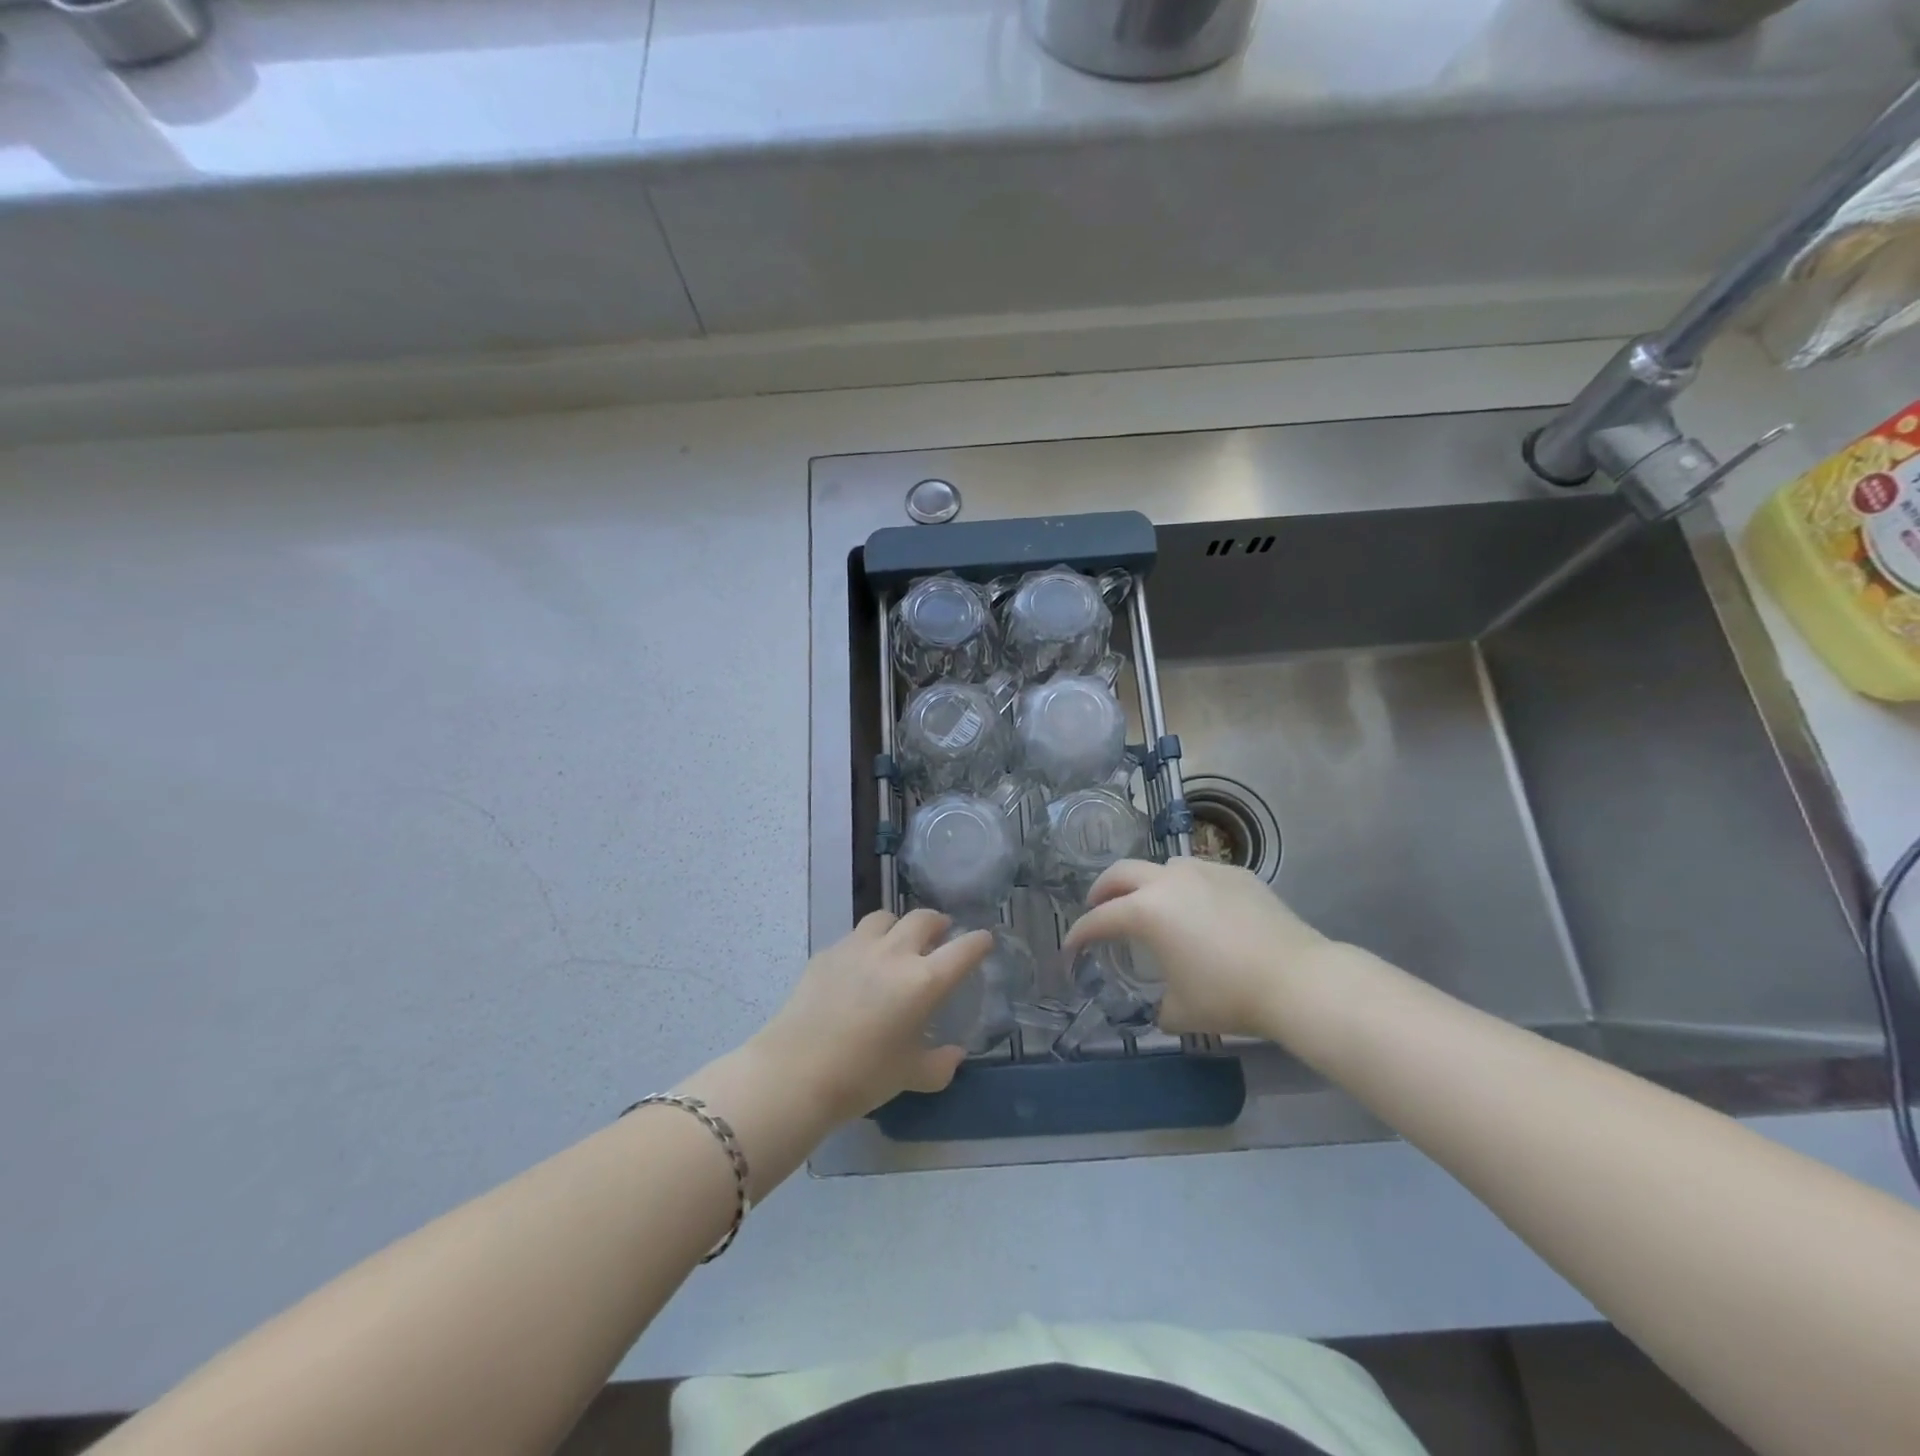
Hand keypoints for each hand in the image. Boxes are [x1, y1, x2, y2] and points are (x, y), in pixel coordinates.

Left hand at [750, 909, 991, 1124]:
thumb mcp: (911, 1076)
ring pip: (886, 918)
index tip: (984, 941)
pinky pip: (855, 937)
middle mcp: (895, 953)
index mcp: (924, 981)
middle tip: (942, 934)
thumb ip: (940, 1064)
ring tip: (899, 940)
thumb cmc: (863, 1076)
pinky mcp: (828, 953)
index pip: (964, 949)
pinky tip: (860, 965)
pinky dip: (867, 943)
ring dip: (899, 925)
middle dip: (939, 923)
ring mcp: (858, 947)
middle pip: (924, 919)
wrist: (795, 1071)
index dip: (978, 942)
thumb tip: (955, 1055)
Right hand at [1061, 858, 1343, 1040]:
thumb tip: (1161, 1004)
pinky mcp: (1237, 874)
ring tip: (1152, 904)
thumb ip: (1158, 1005)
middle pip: (1121, 872)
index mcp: (1147, 911)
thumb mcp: (1181, 1012)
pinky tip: (1200, 909)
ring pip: (1163, 867)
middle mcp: (1169, 881)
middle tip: (1097, 906)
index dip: (1080, 934)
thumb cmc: (1228, 996)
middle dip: (1102, 890)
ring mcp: (1205, 871)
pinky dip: (1187, 887)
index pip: (1100, 919)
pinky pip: (1200, 874)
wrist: (1297, 979)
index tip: (1070, 947)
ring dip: (1147, 883)